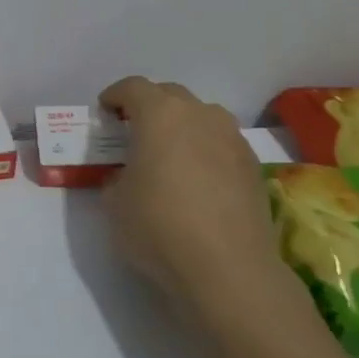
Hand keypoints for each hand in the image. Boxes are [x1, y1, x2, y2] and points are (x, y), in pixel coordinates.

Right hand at [98, 77, 284, 306]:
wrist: (228, 269)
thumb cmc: (159, 227)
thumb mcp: (115, 203)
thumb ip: (117, 178)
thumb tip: (128, 177)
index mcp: (160, 114)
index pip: (133, 87)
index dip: (115, 96)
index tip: (104, 112)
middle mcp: (200, 115)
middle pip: (170, 95)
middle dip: (150, 106)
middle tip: (134, 132)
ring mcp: (233, 139)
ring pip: (202, 117)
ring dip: (182, 126)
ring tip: (169, 155)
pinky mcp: (254, 167)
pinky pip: (222, 144)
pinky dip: (206, 151)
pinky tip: (198, 181)